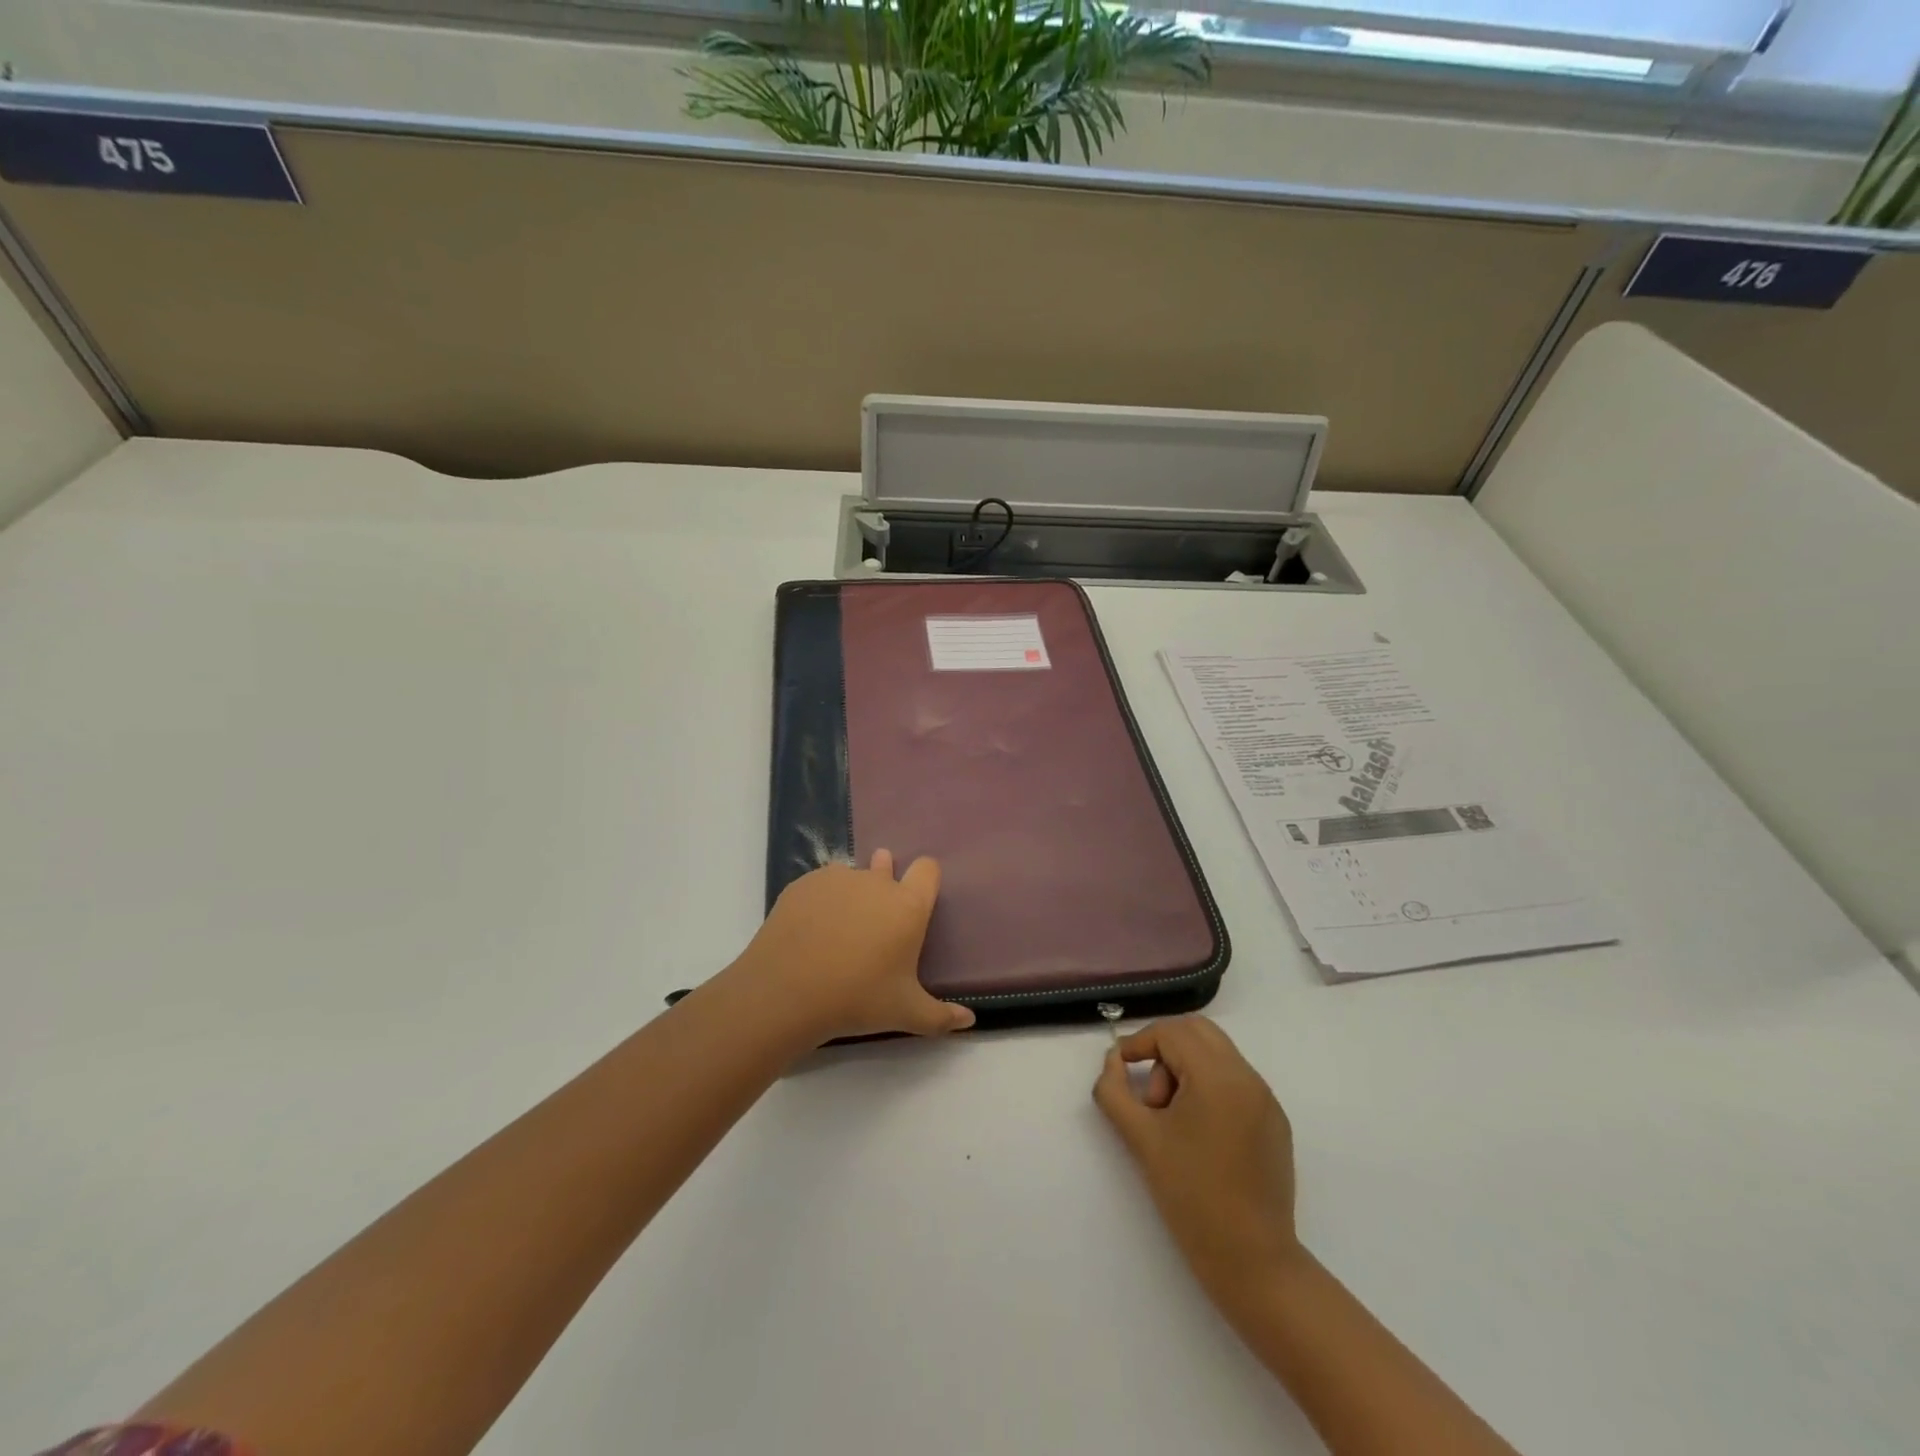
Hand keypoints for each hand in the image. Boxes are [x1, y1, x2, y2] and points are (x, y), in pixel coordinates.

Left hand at [731, 850, 973, 1042]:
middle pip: (887, 867)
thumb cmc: (856, 999)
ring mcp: (837, 879)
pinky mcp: (803, 884)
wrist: (785, 992)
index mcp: (908, 906)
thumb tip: (970, 1021)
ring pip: (852, 876)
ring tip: (839, 928)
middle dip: (884, 885)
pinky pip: (821, 884)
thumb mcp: (905, 1014)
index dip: (925, 880)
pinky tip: (810, 929)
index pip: (928, 869)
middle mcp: (876, 882)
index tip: (918, 901)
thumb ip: (941, 1017)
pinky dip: (821, 900)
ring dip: (852, 893)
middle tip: (874, 921)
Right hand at [1093, 1016, 1302, 1309]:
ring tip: (1172, 1121)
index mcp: (1218, 1077)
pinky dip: (1209, 1088)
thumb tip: (1113, 1062)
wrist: (1253, 1263)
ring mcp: (1266, 1099)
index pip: (1172, 1033)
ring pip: (1217, 1054)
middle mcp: (1248, 1077)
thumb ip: (1114, 1091)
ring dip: (1186, 1069)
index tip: (1120, 1069)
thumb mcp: (1141, 1139)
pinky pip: (1235, 1081)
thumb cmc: (1192, 1198)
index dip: (1139, 1043)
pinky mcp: (1275, 1122)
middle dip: (1165, 1049)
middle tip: (1149, 1094)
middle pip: (1198, 1032)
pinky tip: (1199, 1135)